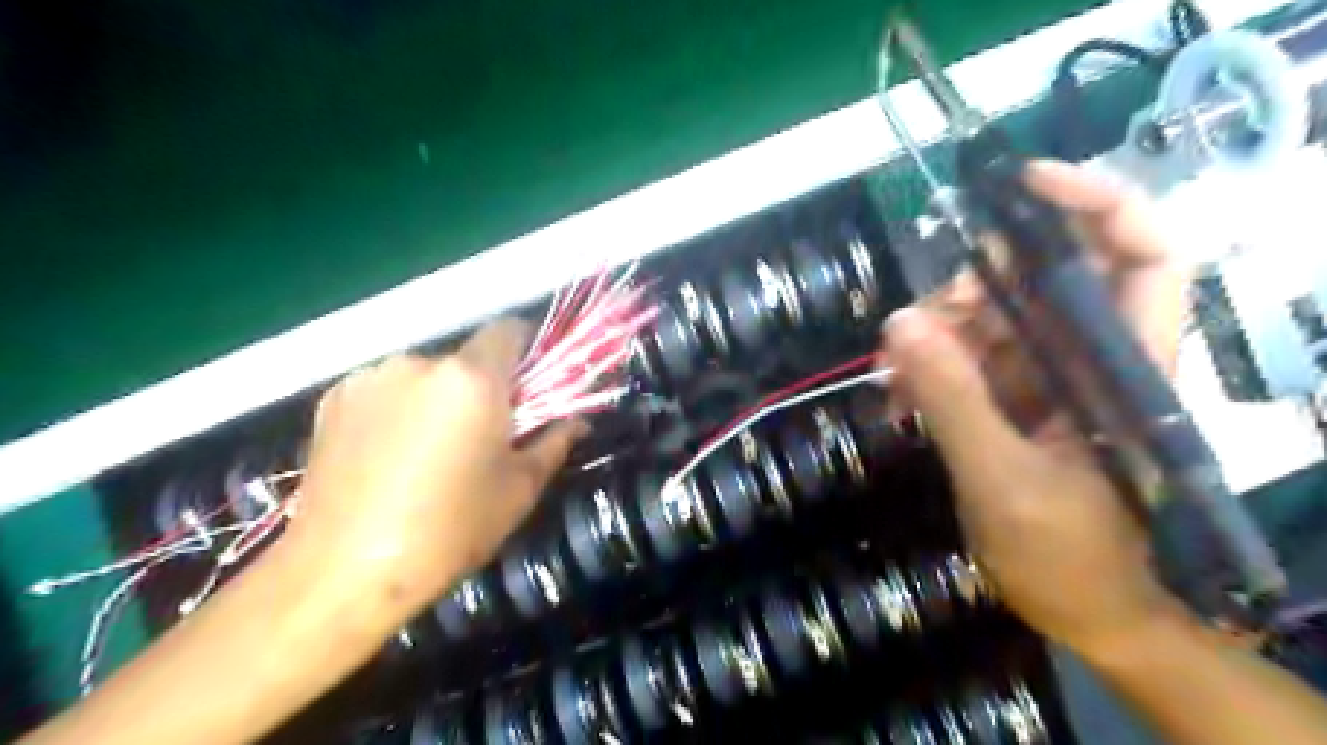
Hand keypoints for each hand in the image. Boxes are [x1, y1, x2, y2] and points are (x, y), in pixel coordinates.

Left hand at [284, 317, 582, 623]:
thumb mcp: (519, 489)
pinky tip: (389, 455)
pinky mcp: (333, 399)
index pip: (507, 330)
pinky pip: (385, 390)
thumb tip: (577, 422)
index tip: (528, 385)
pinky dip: (398, 409)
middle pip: (466, 358)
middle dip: (481, 387)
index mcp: (472, 379)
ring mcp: (371, 378)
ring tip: (429, 451)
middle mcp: (419, 363)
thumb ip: (554, 443)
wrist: (342, 573)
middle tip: (482, 434)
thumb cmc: (449, 530)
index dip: (524, 349)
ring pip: (424, 375)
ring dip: (437, 398)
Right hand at [879, 160, 1192, 654]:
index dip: (1097, 203)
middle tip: (918, 326)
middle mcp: (1091, 357)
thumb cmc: (1071, 559)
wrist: (1088, 614)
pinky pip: (965, 359)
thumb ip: (955, 400)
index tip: (1022, 184)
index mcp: (1126, 367)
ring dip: (934, 336)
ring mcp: (1049, 378)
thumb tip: (899, 323)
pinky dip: (926, 369)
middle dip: (973, 289)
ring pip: (990, 318)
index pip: (1144, 255)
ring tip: (894, 378)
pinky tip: (898, 400)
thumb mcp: (1004, 481)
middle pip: (1041, 279)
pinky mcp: (1014, 399)